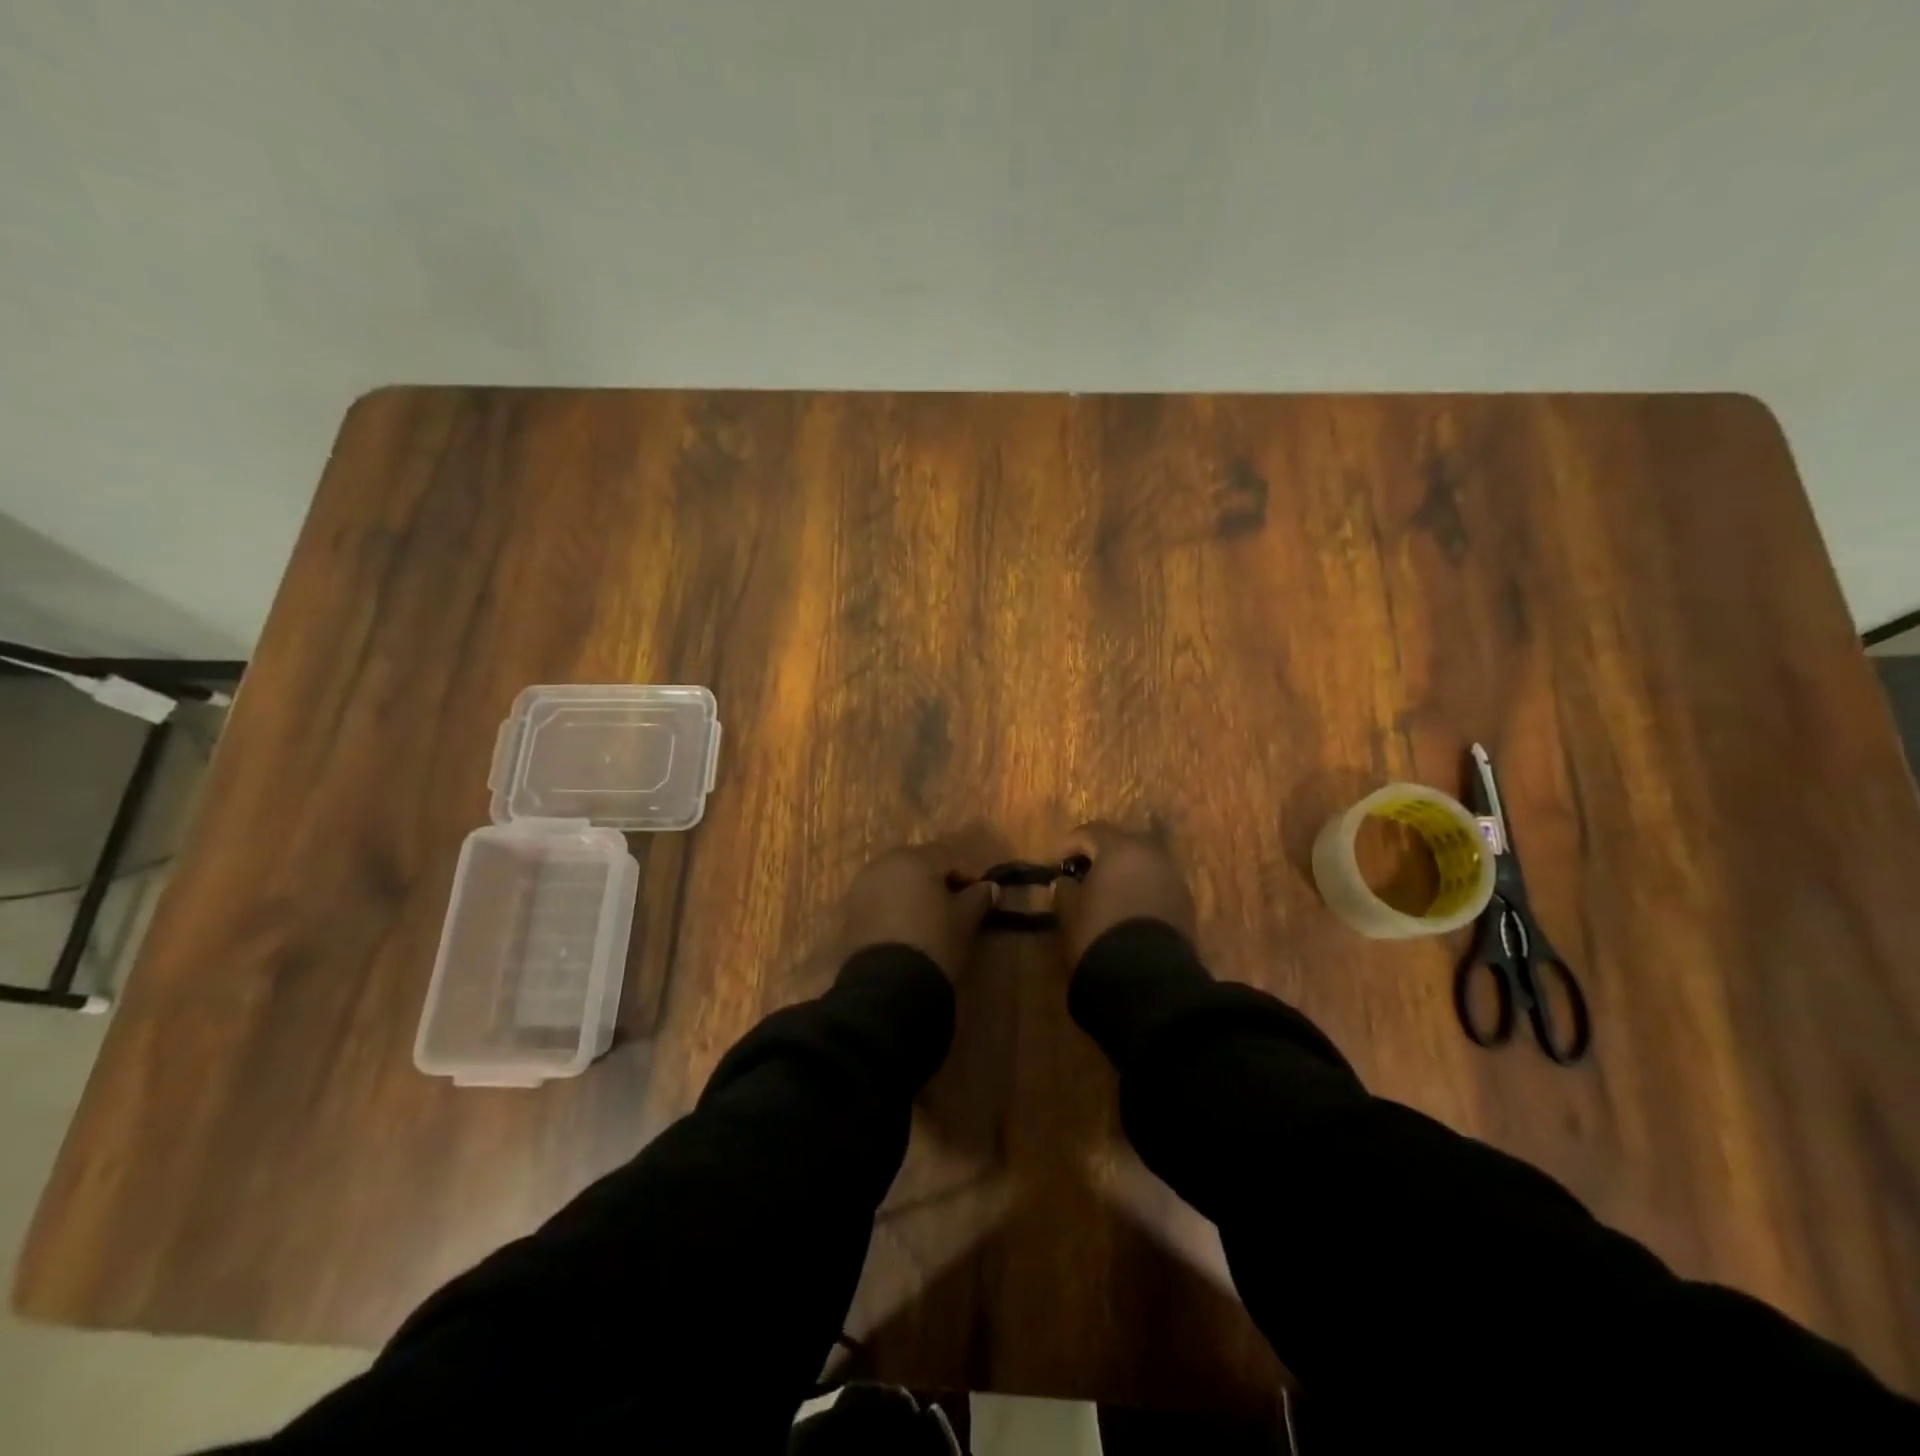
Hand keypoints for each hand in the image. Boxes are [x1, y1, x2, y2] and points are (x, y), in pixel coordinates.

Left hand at [838, 840, 997, 978]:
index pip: (949, 857)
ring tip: (930, 918)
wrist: (887, 985)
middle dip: (938, 880)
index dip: (968, 875)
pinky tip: (906, 928)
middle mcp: (884, 864)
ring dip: (914, 893)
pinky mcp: (849, 911)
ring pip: (896, 881)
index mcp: (914, 859)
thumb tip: (991, 887)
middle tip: (955, 905)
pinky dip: (894, 907)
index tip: (982, 897)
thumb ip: (979, 898)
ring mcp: (862, 886)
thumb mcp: (965, 920)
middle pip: (919, 864)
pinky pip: (879, 900)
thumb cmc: (934, 941)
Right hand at [1051, 821, 1195, 962]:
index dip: (1069, 844)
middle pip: (1121, 844)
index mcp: (1120, 849)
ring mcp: (1173, 879)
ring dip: (1124, 874)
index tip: (1056, 865)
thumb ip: (1064, 889)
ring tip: (1106, 897)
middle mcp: (1151, 855)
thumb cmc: (1099, 935)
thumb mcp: (1069, 912)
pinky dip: (1141, 892)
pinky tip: (1127, 913)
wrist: (1147, 979)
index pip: (1090, 831)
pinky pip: (1157, 887)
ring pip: (1143, 865)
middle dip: (1101, 856)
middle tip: (1082, 876)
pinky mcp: (1186, 905)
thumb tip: (1066, 882)